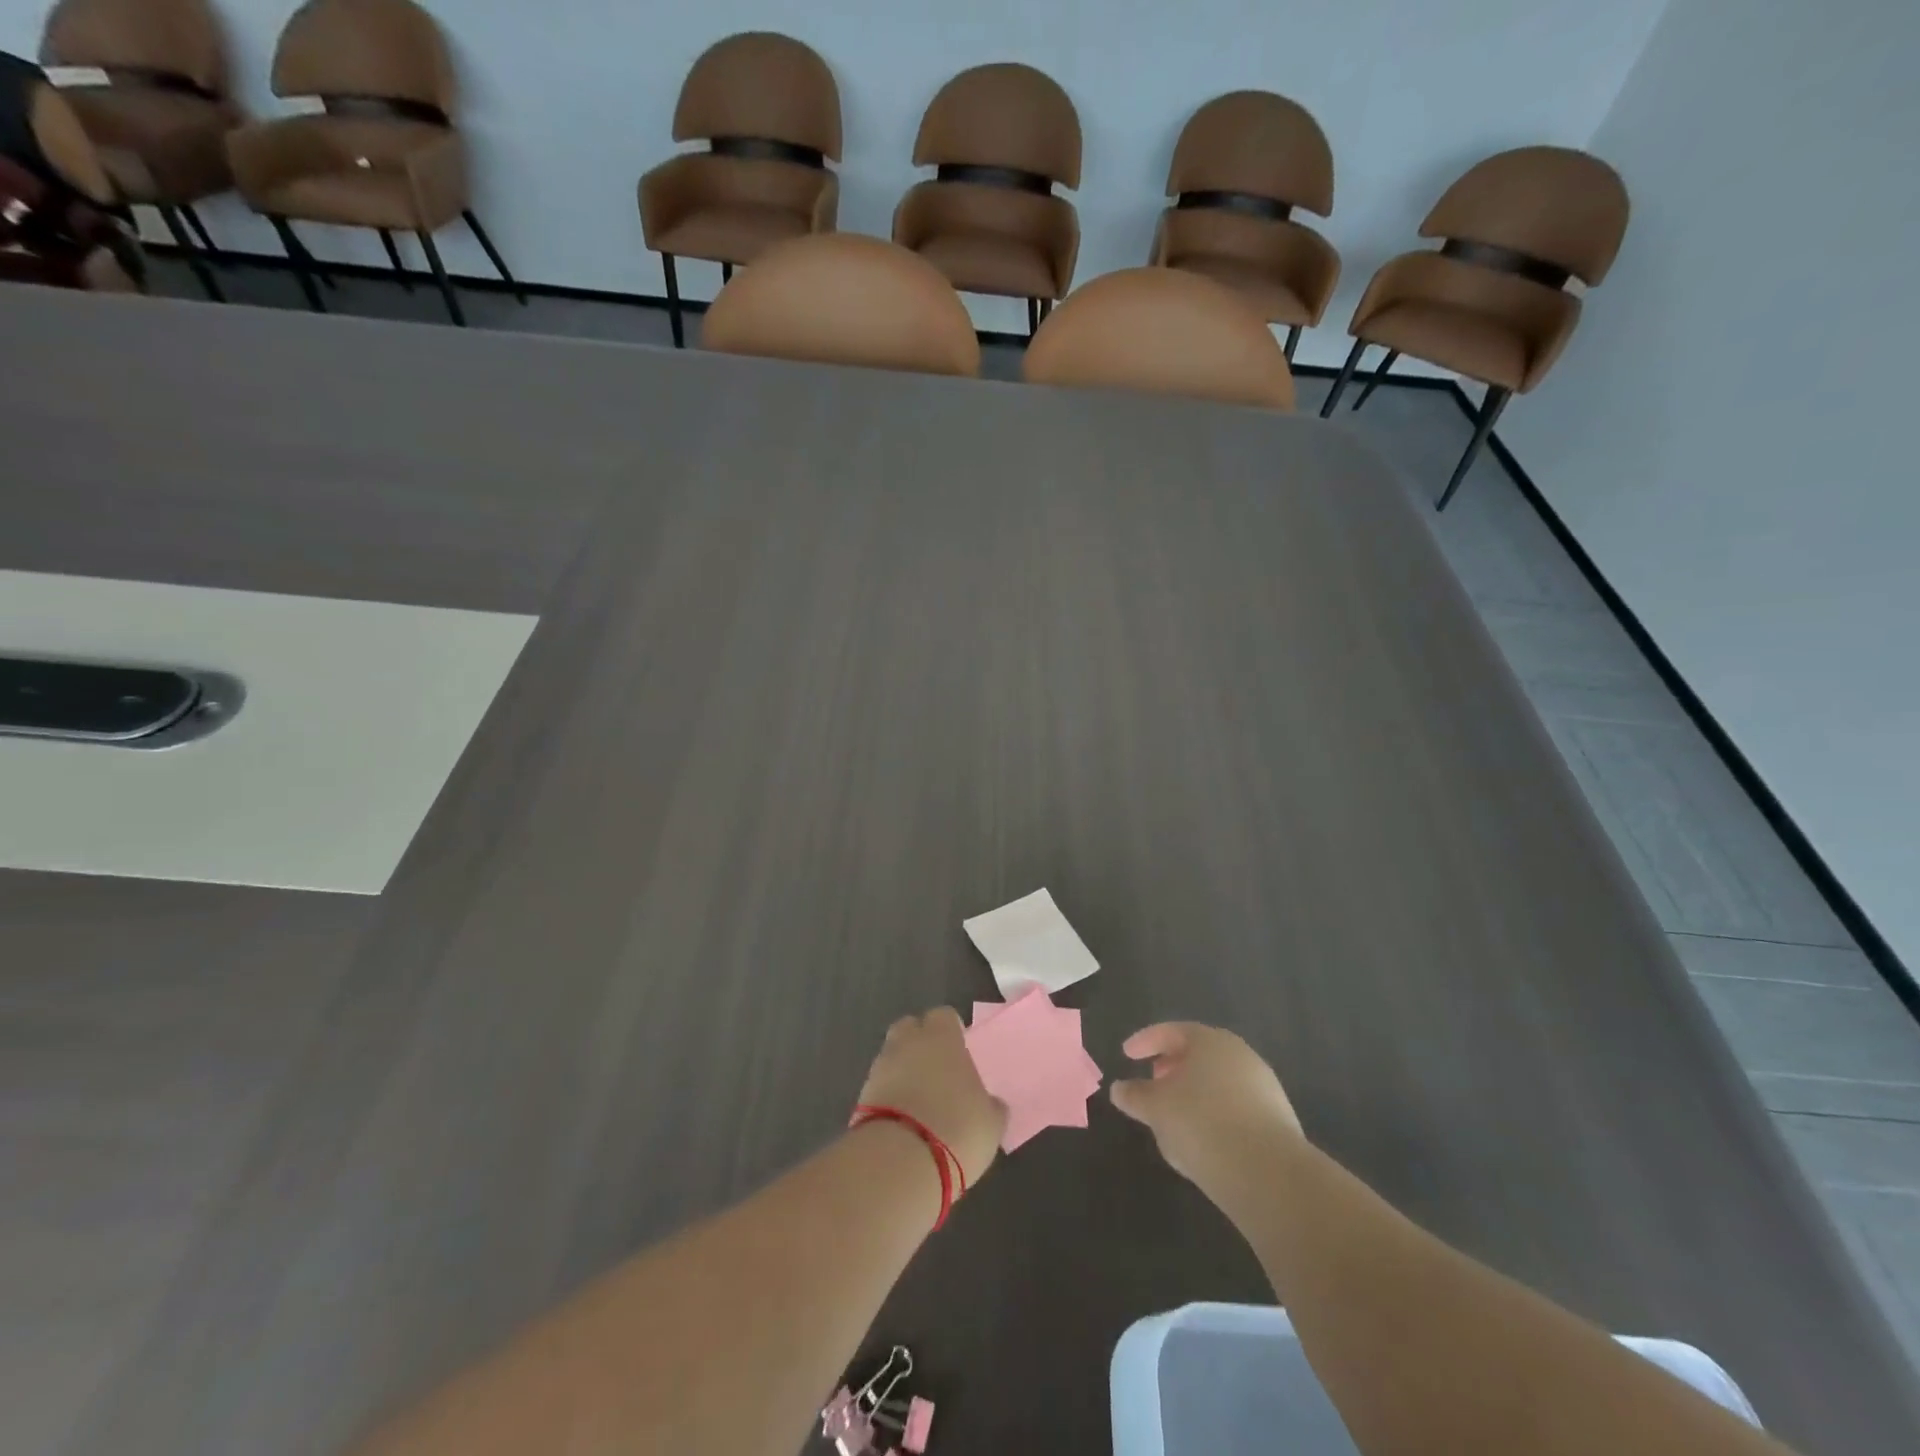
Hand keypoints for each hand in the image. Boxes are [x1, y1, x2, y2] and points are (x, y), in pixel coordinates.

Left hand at [857, 1008, 1006, 1187]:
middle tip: (935, 1068)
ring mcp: (880, 1068)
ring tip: (919, 1100)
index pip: (944, 1016)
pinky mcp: (861, 1097)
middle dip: (919, 1041)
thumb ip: (990, 1106)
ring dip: (902, 1070)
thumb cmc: (957, 1130)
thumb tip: (991, 1104)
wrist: (900, 1162)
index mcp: (942, 1038)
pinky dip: (889, 1095)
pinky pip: (880, 1085)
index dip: (951, 1030)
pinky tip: (903, 1119)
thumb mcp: (990, 1123)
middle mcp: (908, 1043)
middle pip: (909, 1028)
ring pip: (892, 1056)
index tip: (959, 1048)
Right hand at [1110, 1023, 1303, 1213]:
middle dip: (1172, 1066)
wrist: (1268, 1174)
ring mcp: (1264, 1086)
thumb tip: (1119, 1089)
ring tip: (1174, 1115)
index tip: (1126, 1054)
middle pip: (1199, 1054)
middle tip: (1152, 1081)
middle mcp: (1240, 1055)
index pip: (1171, 1031)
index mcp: (1209, 1041)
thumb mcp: (1156, 1108)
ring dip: (1194, 1092)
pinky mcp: (1278, 1119)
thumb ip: (1135, 1095)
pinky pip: (1236, 1107)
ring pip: (1218, 1081)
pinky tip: (1203, 1138)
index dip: (1145, 1041)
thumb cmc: (1201, 1123)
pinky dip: (1214, 1114)